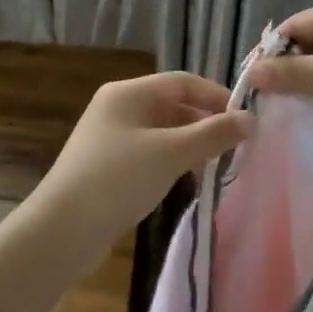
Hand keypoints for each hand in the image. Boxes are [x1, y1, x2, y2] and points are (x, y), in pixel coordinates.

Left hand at [27, 73, 251, 272]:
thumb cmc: (119, 179)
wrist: (62, 230)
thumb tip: (250, 119)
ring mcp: (110, 138)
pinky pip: (150, 154)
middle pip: (172, 105)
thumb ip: (213, 134)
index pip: (183, 81)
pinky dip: (172, 162)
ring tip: (217, 165)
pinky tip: (187, 181)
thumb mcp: (172, 153)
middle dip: (205, 123)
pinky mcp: (108, 167)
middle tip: (237, 146)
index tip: (245, 120)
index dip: (216, 96)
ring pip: (162, 132)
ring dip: (191, 145)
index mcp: (128, 93)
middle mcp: (118, 108)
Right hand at [247, 0, 312, 156]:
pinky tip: (308, 124)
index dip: (271, 53)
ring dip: (307, 93)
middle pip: (310, 49)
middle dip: (288, 76)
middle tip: (262, 104)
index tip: (249, 82)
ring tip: (279, 117)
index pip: (297, 26)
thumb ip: (295, 74)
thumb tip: (251, 72)